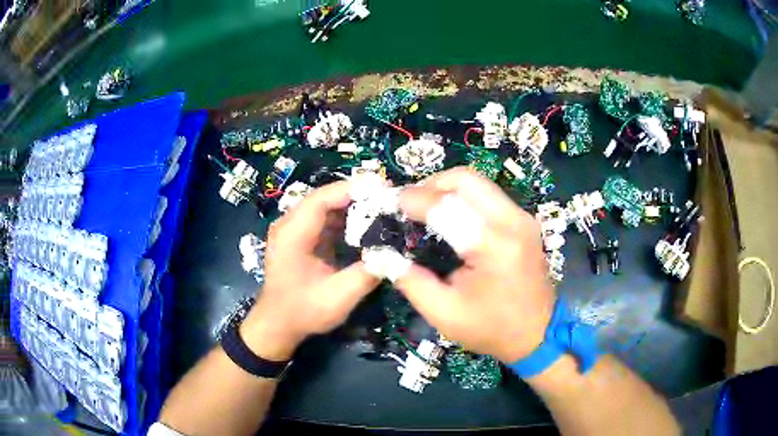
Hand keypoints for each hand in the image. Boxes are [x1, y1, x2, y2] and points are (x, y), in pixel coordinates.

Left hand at [240, 181, 379, 360]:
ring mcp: (293, 230)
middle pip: (324, 198)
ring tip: (382, 205)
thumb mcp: (338, 298)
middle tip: (388, 194)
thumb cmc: (303, 312)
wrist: (278, 324)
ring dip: (352, 205)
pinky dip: (346, 218)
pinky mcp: (301, 237)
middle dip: (356, 194)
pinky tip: (366, 223)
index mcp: (292, 235)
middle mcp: (289, 225)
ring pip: (325, 206)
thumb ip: (366, 275)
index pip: (320, 200)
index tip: (381, 187)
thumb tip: (394, 255)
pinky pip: (325, 219)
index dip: (350, 189)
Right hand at [396, 168, 554, 363]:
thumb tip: (382, 254)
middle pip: (466, 179)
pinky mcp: (524, 221)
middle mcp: (512, 221)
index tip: (389, 202)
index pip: (445, 206)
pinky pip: (489, 195)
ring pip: (479, 182)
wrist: (538, 334)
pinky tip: (449, 215)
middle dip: (431, 184)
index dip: (413, 200)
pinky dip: (463, 197)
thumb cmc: (491, 329)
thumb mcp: (444, 313)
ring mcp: (522, 218)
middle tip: (409, 202)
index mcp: (493, 245)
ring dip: (447, 187)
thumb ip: (410, 280)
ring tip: (425, 207)